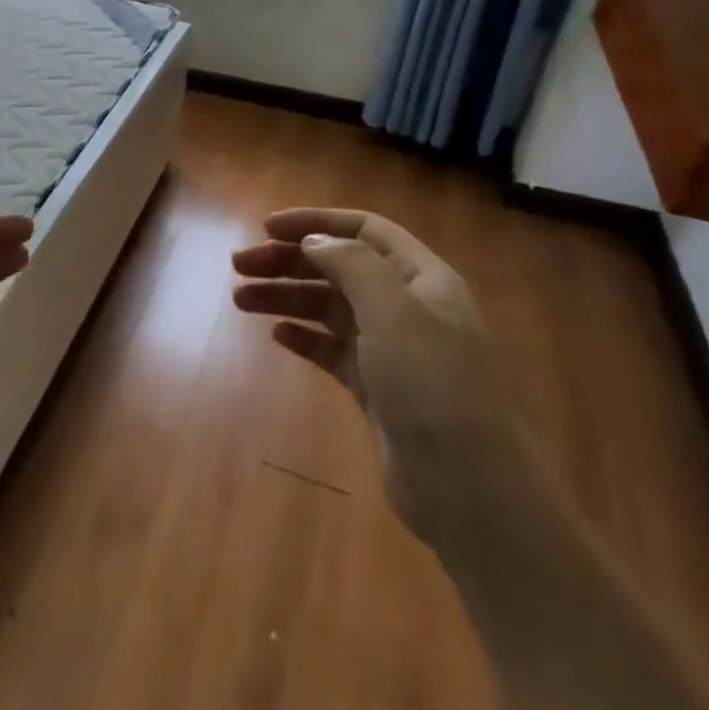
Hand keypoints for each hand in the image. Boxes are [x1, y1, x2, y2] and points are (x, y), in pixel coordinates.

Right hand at [231, 209, 509, 531]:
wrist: (469, 488)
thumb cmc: (432, 385)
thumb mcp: (394, 311)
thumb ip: (352, 265)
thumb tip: (315, 241)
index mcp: (421, 279)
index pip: (364, 229)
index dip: (316, 222)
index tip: (266, 227)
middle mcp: (407, 306)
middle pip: (339, 267)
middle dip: (289, 261)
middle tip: (238, 266)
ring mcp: (392, 349)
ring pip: (329, 308)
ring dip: (286, 297)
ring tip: (241, 300)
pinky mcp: (376, 387)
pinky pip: (332, 349)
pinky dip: (303, 337)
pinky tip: (277, 335)